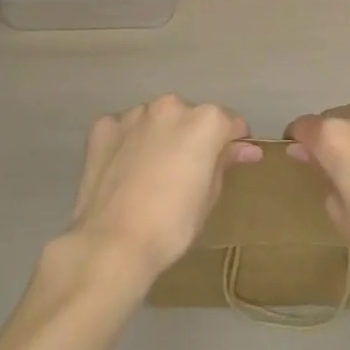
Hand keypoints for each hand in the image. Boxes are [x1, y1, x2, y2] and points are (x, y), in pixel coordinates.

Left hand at [66, 95, 261, 285]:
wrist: (112, 243)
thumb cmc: (172, 225)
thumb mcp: (209, 196)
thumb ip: (225, 162)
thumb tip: (245, 148)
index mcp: (205, 121)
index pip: (230, 123)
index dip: (232, 142)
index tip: (228, 162)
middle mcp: (170, 106)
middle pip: (190, 117)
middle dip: (191, 137)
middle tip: (184, 173)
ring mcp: (134, 113)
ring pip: (155, 120)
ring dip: (158, 137)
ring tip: (149, 174)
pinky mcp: (104, 126)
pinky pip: (123, 129)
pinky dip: (126, 143)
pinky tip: (122, 170)